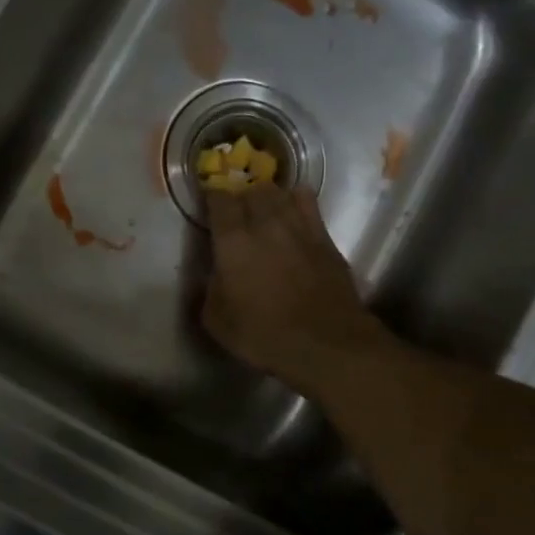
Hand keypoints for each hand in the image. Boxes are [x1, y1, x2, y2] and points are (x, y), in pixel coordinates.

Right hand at [201, 184, 389, 396]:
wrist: (326, 343)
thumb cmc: (264, 335)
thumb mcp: (217, 322)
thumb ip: (208, 291)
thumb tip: (211, 275)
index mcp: (233, 241)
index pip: (219, 200)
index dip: (212, 198)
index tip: (209, 205)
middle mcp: (266, 223)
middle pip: (252, 190)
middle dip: (241, 197)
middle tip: (237, 213)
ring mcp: (299, 226)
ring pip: (280, 193)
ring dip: (268, 197)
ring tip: (264, 211)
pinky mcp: (325, 237)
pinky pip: (308, 203)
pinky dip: (296, 201)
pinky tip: (294, 213)